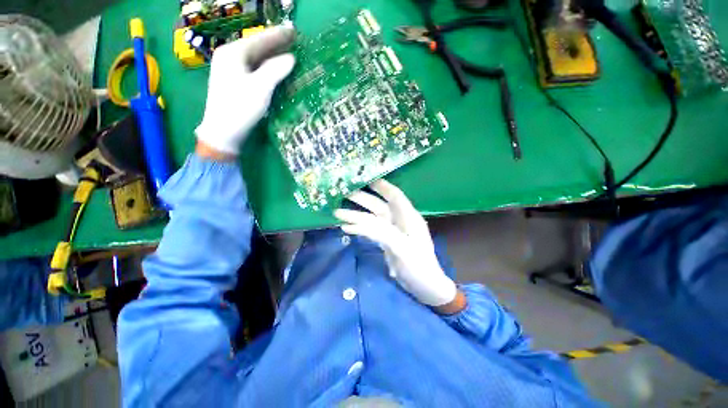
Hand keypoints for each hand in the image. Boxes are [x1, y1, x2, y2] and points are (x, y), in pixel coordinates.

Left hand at [195, 25, 295, 154]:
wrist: (223, 131)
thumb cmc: (240, 107)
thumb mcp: (260, 88)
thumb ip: (275, 70)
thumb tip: (291, 58)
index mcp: (233, 53)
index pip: (259, 39)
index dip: (277, 35)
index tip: (293, 31)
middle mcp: (229, 57)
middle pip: (256, 47)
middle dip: (275, 44)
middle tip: (293, 40)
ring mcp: (230, 70)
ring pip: (255, 58)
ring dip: (271, 55)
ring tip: (287, 52)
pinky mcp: (234, 82)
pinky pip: (253, 68)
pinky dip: (266, 66)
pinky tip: (275, 69)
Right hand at [334, 180, 458, 307]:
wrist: (425, 286)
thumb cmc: (419, 267)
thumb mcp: (403, 250)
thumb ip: (383, 234)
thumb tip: (362, 223)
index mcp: (408, 218)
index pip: (395, 196)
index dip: (382, 186)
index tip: (367, 178)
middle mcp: (399, 221)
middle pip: (378, 205)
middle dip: (362, 199)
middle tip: (343, 193)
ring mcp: (392, 231)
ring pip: (371, 218)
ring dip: (355, 215)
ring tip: (337, 212)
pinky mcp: (386, 241)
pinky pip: (370, 230)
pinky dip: (359, 228)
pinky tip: (346, 228)